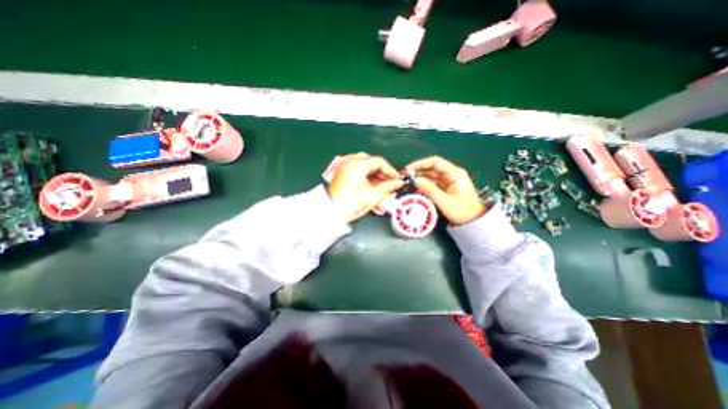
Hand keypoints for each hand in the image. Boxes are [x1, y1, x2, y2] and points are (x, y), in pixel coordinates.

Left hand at [329, 153, 405, 222]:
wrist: (331, 213)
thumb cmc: (349, 204)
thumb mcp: (373, 195)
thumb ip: (388, 187)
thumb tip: (398, 183)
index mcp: (357, 164)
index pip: (379, 162)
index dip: (390, 171)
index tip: (396, 178)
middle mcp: (350, 162)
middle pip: (372, 164)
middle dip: (382, 175)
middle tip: (390, 183)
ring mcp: (344, 168)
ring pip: (365, 168)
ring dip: (375, 178)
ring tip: (382, 189)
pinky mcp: (342, 175)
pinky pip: (358, 173)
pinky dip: (366, 179)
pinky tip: (372, 189)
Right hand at [407, 156, 485, 226]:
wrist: (475, 222)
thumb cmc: (462, 212)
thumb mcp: (445, 202)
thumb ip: (429, 190)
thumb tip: (415, 180)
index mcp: (454, 173)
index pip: (435, 162)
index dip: (420, 164)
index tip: (408, 170)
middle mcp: (452, 174)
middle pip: (432, 168)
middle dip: (418, 171)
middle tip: (404, 177)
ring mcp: (449, 181)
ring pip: (431, 175)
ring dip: (420, 178)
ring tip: (407, 182)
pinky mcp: (446, 187)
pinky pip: (433, 183)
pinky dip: (424, 184)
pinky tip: (415, 187)